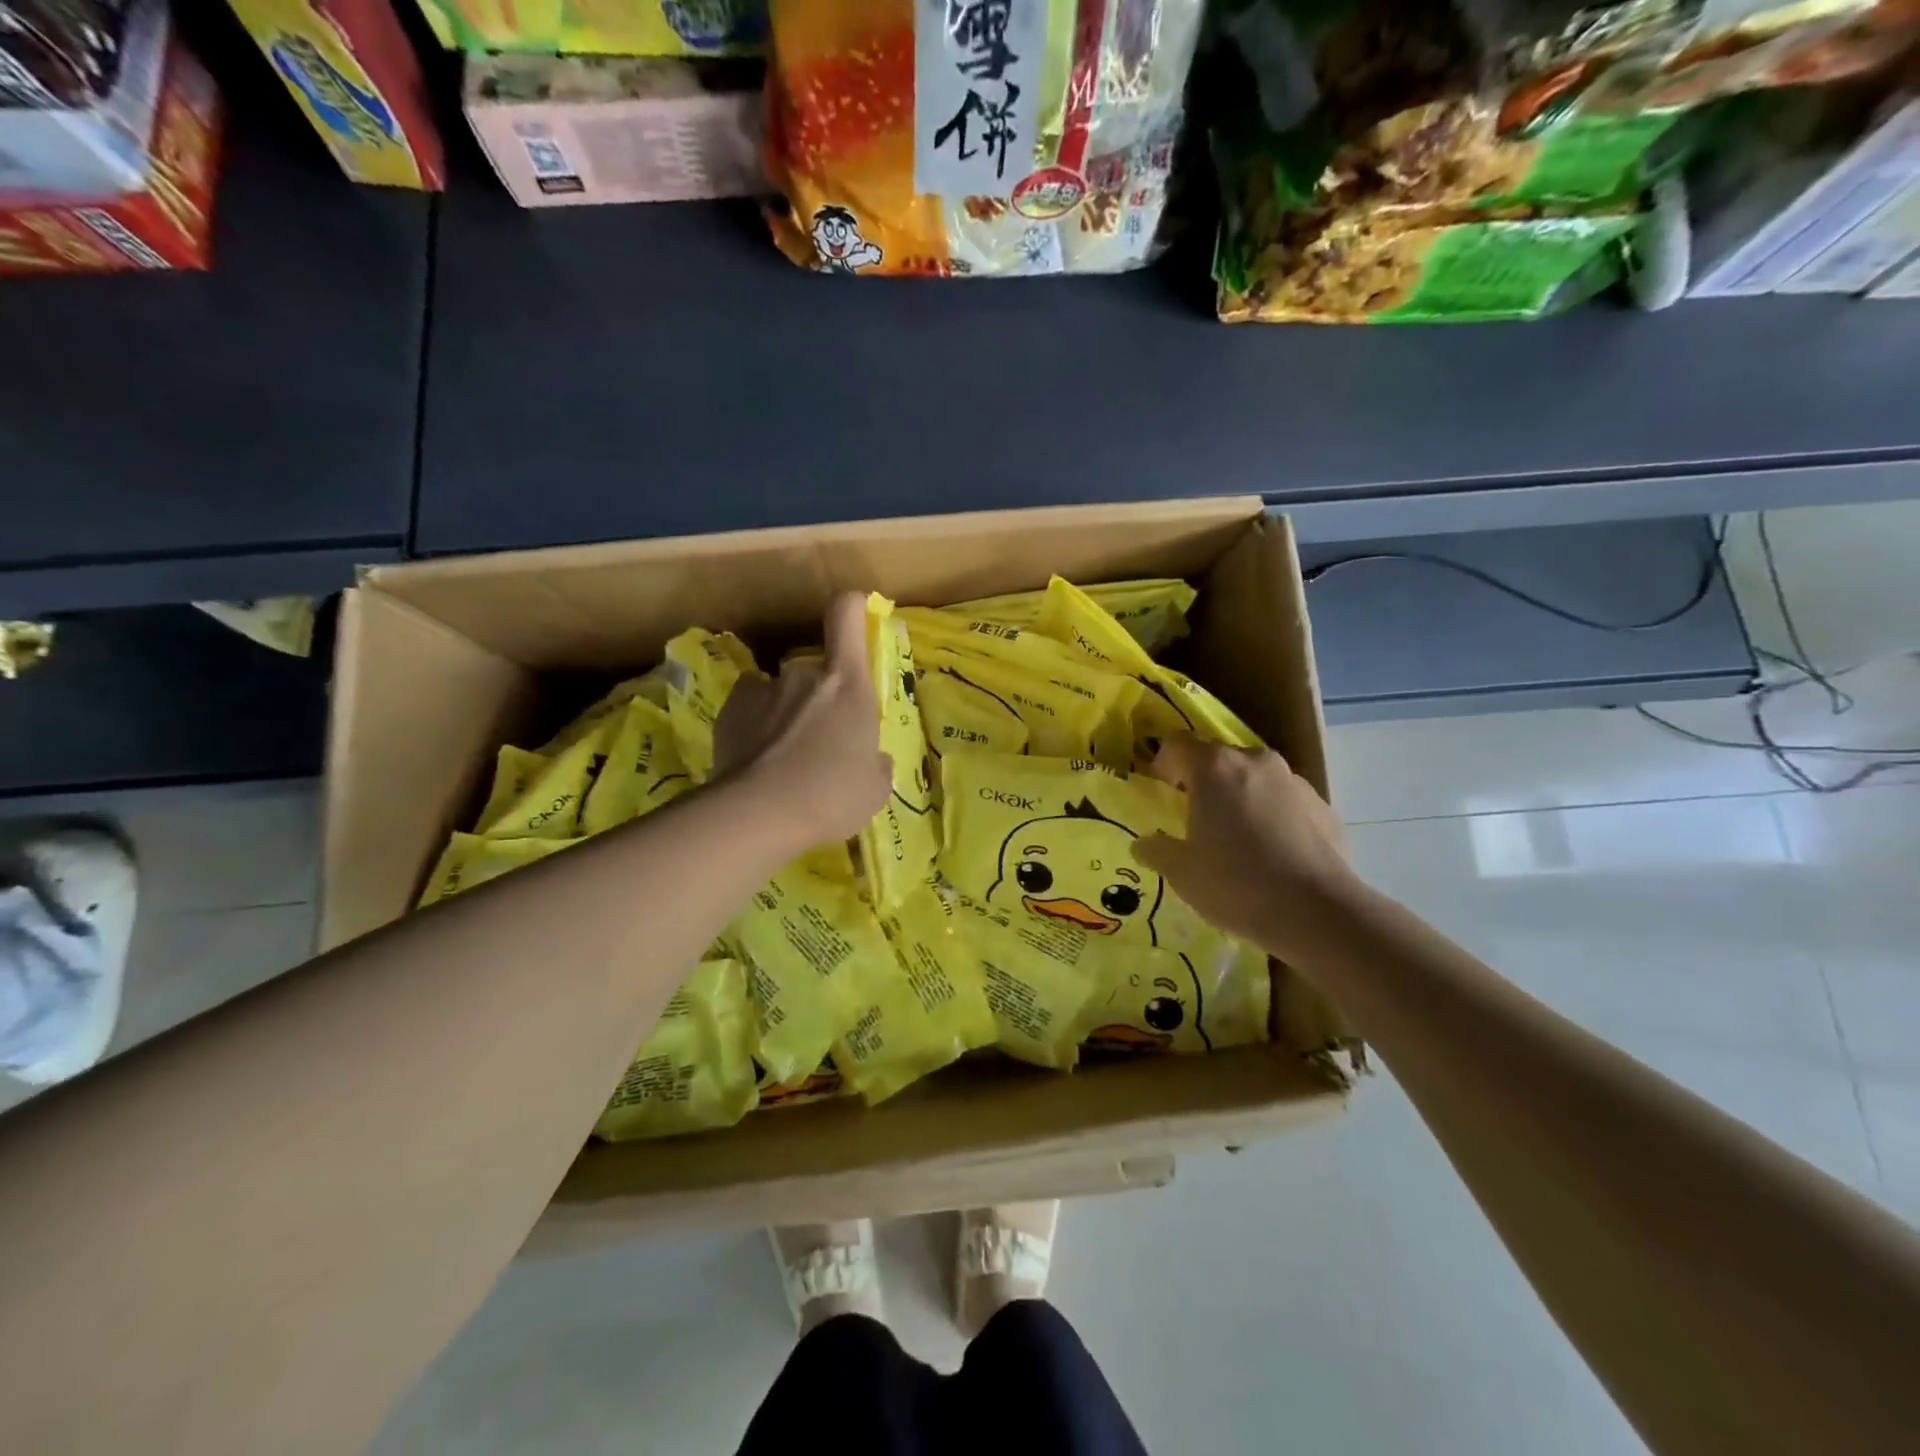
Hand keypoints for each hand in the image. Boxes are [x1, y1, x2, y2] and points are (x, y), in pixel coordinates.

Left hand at [713, 593, 891, 850]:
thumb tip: (873, 760)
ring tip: (783, 756)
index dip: (851, 608)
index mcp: (848, 685)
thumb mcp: (874, 788)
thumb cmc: (833, 796)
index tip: (855, 611)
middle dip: (818, 696)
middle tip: (819, 740)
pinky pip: (749, 709)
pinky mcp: (728, 711)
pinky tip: (755, 760)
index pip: (846, 617)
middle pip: (815, 669)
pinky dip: (753, 726)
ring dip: (784, 712)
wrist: (760, 815)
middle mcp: (804, 675)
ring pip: (779, 691)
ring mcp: (763, 689)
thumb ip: (875, 764)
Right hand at [1133, 734, 1358, 960]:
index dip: (1164, 764)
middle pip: (1219, 758)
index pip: (1178, 744)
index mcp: (1214, 768)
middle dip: (1204, 782)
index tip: (1162, 791)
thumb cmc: (1235, 884)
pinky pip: (1286, 802)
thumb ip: (1158, 851)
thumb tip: (1145, 845)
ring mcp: (1295, 782)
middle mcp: (1255, 762)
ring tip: (1237, 839)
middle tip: (1197, 818)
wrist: (1318, 913)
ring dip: (1240, 797)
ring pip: (1255, 779)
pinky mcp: (1324, 807)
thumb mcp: (1181, 873)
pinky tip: (1272, 855)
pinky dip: (1273, 816)